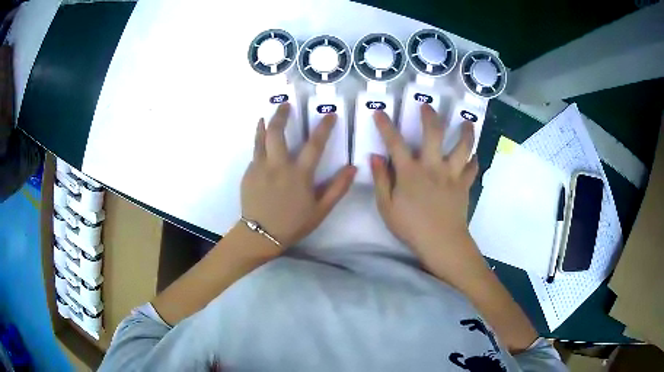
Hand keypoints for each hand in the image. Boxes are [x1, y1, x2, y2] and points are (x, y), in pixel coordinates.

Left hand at [241, 104, 356, 248]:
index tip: (330, 114)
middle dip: (281, 114)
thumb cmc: (293, 224)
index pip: (315, 144)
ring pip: (261, 138)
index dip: (324, 127)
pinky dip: (258, 143)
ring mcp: (260, 168)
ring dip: (265, 123)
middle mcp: (278, 166)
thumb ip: (337, 188)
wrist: (260, 235)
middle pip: (277, 132)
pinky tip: (261, 142)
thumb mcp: (320, 210)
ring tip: (266, 115)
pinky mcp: (249, 173)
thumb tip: (352, 168)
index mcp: (299, 175)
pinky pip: (255, 153)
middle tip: (285, 104)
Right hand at [371, 105, 480, 280]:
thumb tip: (375, 157)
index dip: (385, 126)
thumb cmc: (411, 227)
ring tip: (466, 123)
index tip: (379, 112)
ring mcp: (452, 174)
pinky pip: (473, 168)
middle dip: (430, 116)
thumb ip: (381, 180)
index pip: (395, 143)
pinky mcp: (464, 185)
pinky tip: (474, 155)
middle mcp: (433, 166)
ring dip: (465, 132)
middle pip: (434, 133)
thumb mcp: (387, 207)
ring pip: (463, 147)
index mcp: (411, 172)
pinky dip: (474, 160)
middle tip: (428, 106)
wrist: (442, 242)